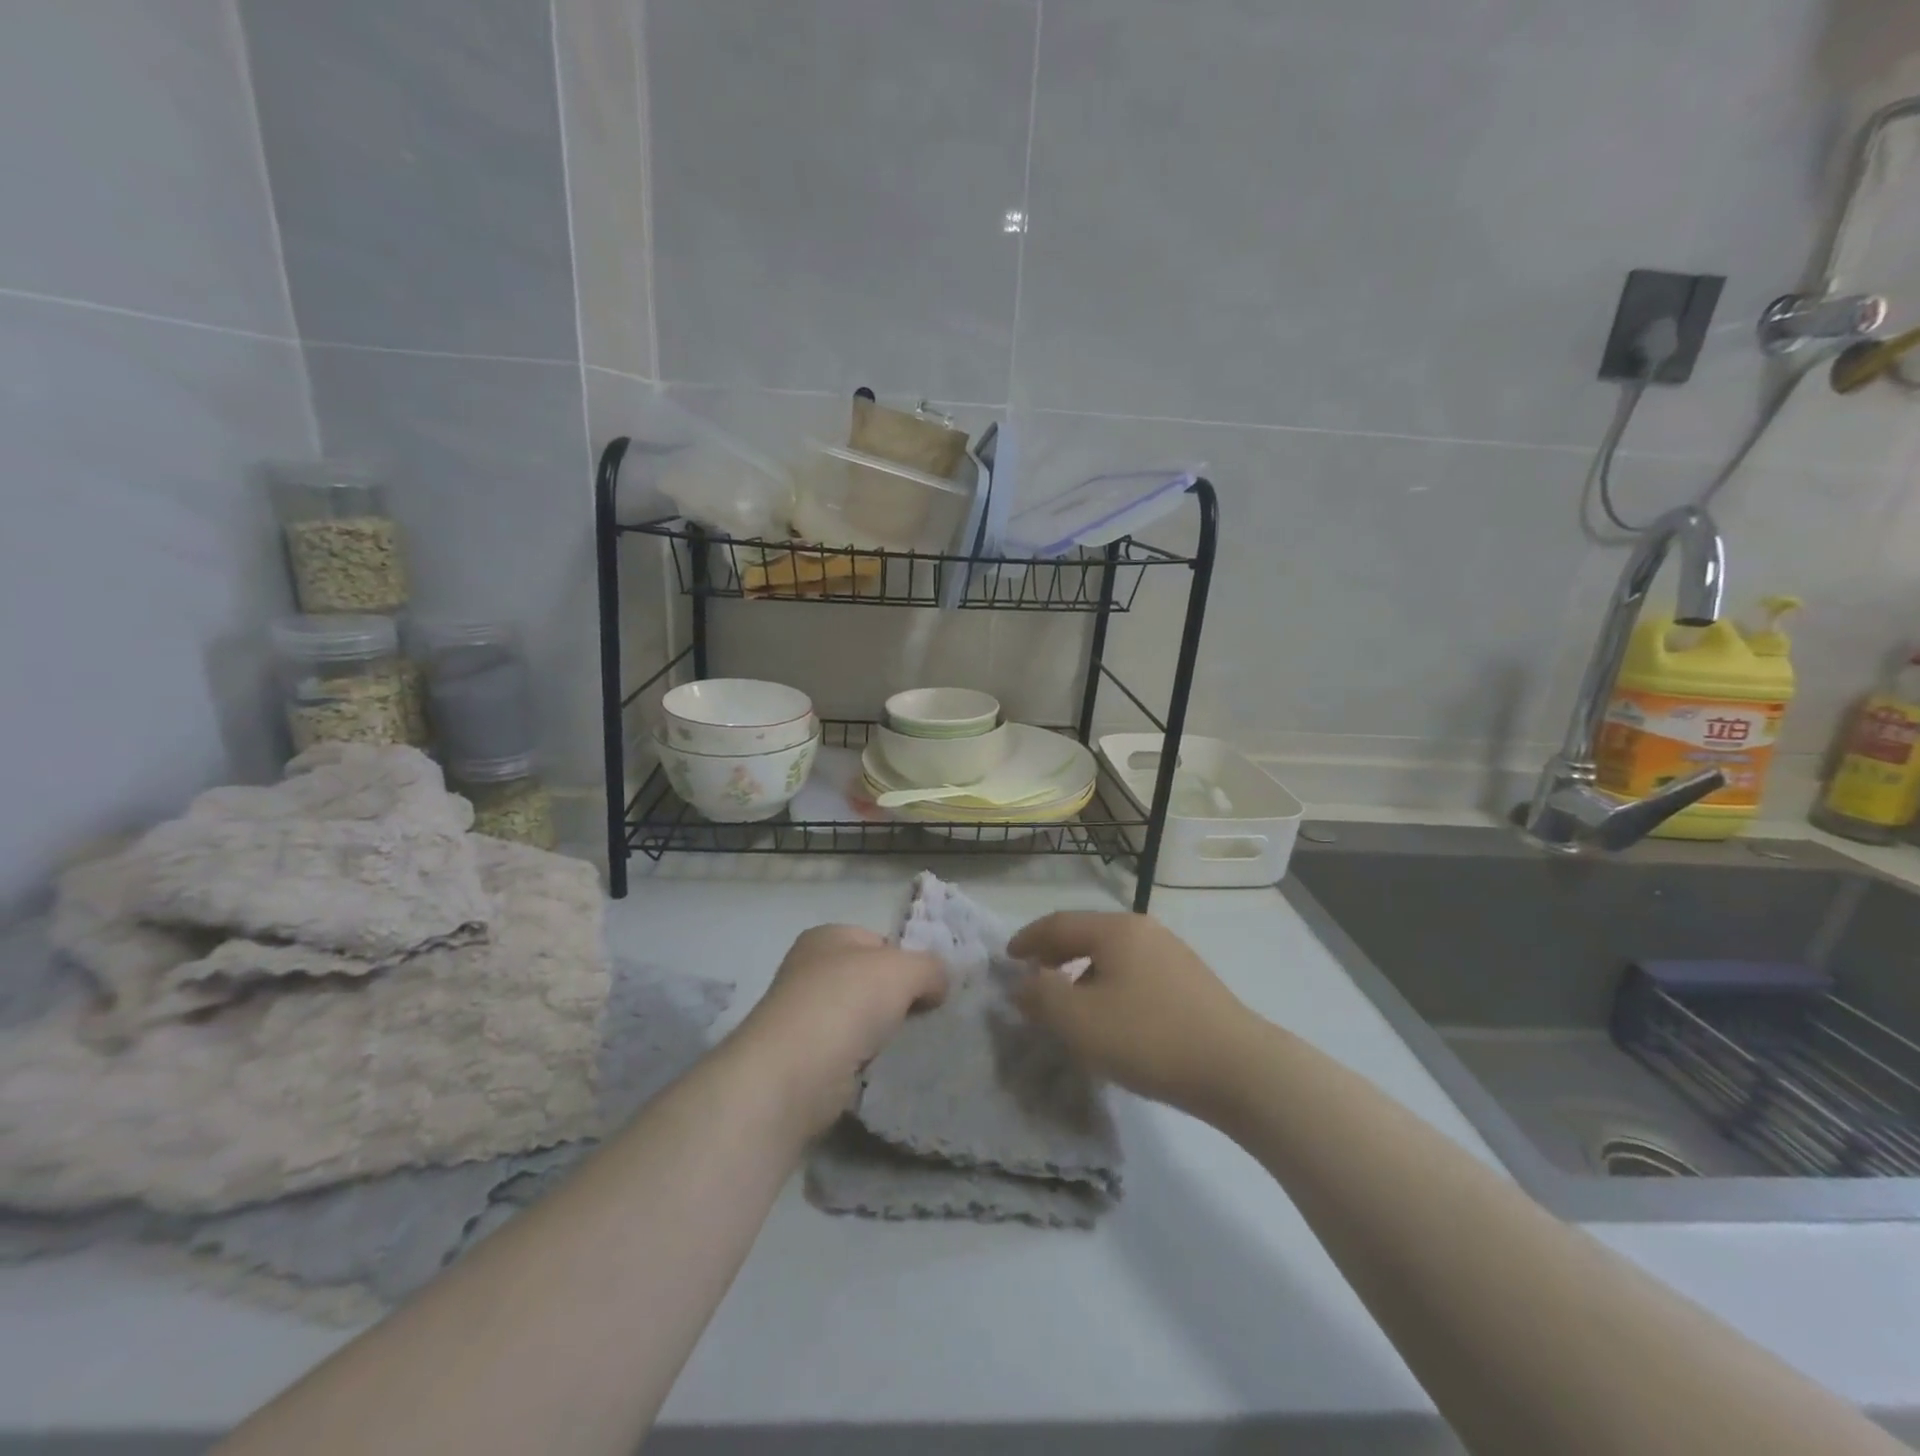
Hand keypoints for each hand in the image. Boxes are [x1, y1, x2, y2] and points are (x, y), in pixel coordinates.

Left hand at [730, 924, 946, 1136]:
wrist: (793, 1072)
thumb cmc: (846, 1002)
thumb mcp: (904, 970)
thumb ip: (931, 968)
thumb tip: (939, 984)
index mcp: (827, 937)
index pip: (879, 941)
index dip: (907, 961)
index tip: (929, 988)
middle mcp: (809, 970)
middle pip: (869, 980)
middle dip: (896, 999)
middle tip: (924, 1018)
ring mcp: (803, 1015)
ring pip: (859, 1018)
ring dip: (881, 1033)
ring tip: (905, 1047)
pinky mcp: (803, 1058)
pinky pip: (848, 1052)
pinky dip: (865, 1061)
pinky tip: (881, 1070)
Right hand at [1008, 912, 1256, 1117]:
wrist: (1239, 1068)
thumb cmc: (1149, 1037)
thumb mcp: (1080, 1021)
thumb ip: (1041, 997)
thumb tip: (1022, 983)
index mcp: (1115, 929)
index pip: (1058, 923)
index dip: (1028, 939)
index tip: (1008, 958)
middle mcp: (1144, 930)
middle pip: (1087, 934)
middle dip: (1055, 954)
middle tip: (1034, 978)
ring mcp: (1172, 953)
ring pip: (1112, 955)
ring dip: (1082, 972)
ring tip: (1070, 1004)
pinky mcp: (1191, 981)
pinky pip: (1135, 972)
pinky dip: (1110, 984)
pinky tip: (1112, 1017)